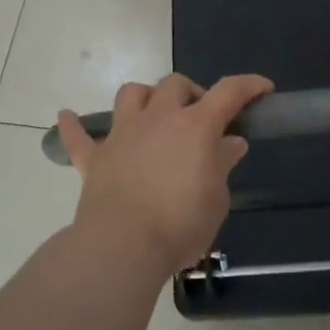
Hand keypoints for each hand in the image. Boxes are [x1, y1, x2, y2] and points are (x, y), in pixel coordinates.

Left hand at [57, 73, 273, 274]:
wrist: (123, 246)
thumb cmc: (180, 223)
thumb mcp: (216, 198)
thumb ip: (222, 165)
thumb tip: (230, 143)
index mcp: (195, 126)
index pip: (229, 92)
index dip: (249, 85)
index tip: (263, 88)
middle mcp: (158, 119)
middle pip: (175, 84)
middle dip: (193, 92)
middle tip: (202, 117)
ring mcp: (122, 134)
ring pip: (131, 94)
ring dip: (145, 96)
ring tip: (154, 113)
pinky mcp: (94, 158)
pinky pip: (78, 136)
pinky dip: (73, 125)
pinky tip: (66, 116)